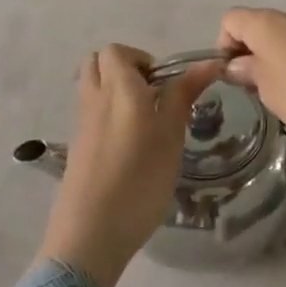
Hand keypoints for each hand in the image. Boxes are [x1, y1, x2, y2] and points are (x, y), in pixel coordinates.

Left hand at [35, 44, 216, 286]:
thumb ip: (184, 94)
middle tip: (151, 94)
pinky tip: (128, 147)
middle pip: (96, 63)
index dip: (141, 58)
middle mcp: (94, 98)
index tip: (163, 84)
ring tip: (143, 120)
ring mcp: (81, 126)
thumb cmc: (139, 178)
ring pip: (91, 89)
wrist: (90, 235)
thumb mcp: (171, 134)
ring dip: (114, 91)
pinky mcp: (76, 150)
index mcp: (118, 87)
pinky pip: (89, 115)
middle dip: (123, 68)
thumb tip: (209, 63)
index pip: (117, 50)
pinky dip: (106, 116)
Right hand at [216, 9, 285, 156]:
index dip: (223, 44)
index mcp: (264, 22)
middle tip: (252, 87)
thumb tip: (235, 65)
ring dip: (273, 59)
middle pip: (256, 26)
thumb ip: (246, 72)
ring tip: (280, 93)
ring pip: (281, 37)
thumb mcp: (265, 87)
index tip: (231, 74)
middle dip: (249, 53)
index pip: (230, 19)